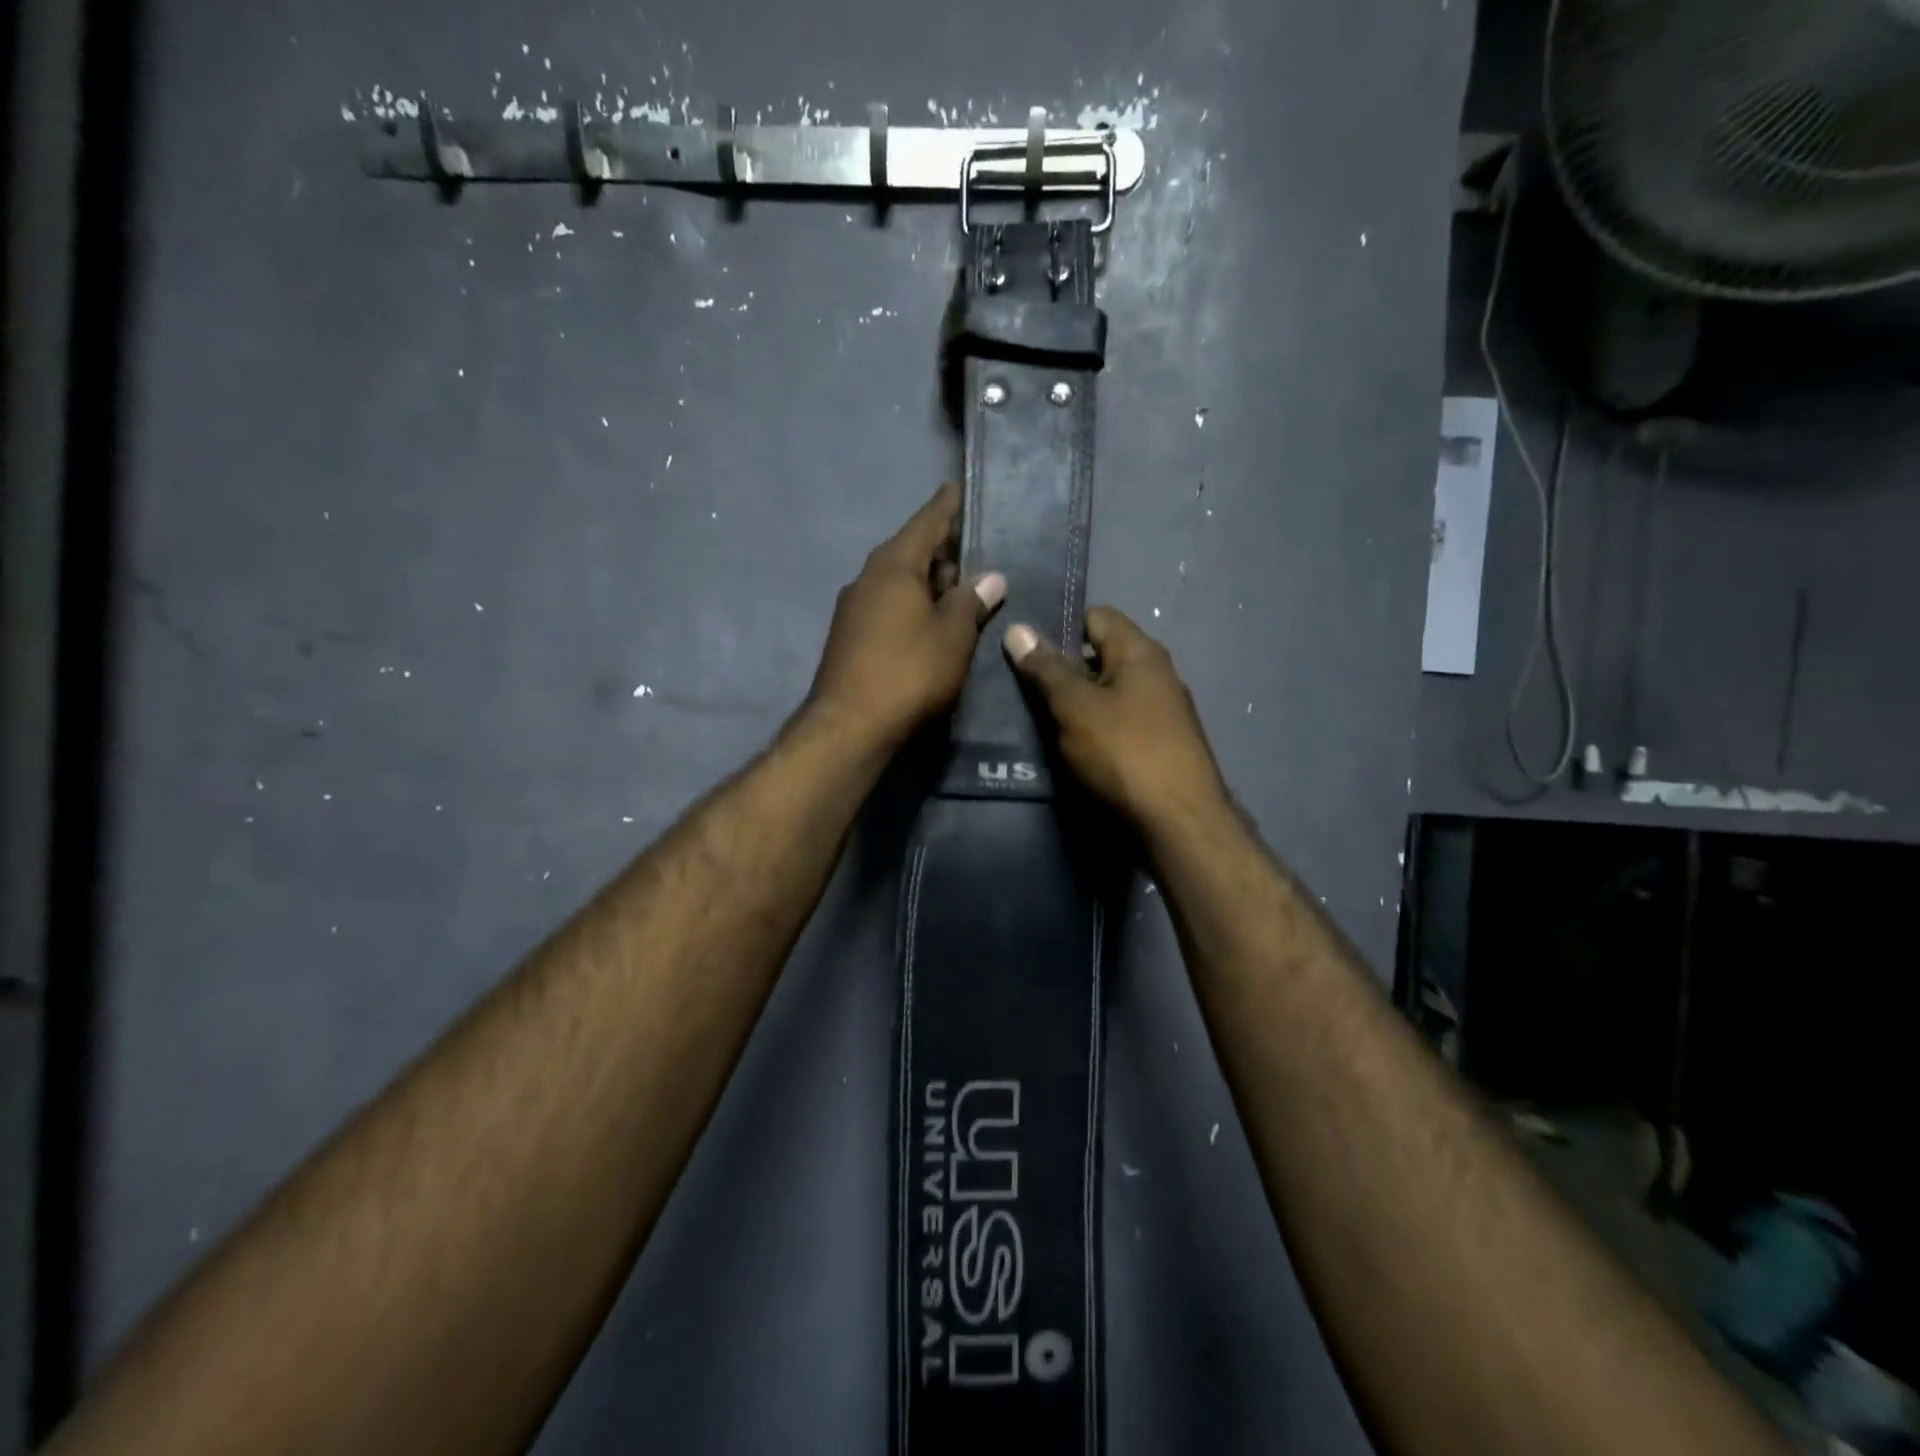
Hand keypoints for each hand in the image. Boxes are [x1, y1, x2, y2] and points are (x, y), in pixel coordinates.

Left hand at [806, 483, 1005, 751]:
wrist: (849, 727)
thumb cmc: (909, 673)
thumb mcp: (952, 636)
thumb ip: (971, 602)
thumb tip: (990, 577)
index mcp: (894, 566)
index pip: (926, 523)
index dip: (946, 507)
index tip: (957, 487)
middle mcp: (868, 578)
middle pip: (910, 552)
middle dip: (941, 549)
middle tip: (974, 547)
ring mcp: (854, 609)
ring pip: (899, 582)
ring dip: (928, 582)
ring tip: (960, 586)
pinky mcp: (850, 638)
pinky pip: (888, 606)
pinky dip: (912, 605)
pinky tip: (931, 621)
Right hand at [1003, 608, 1228, 835]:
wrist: (1179, 824)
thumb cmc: (1124, 753)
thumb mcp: (1075, 707)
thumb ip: (1046, 669)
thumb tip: (1017, 628)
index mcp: (1141, 652)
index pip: (1097, 616)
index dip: (1060, 626)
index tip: (1025, 649)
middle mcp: (1158, 674)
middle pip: (1102, 656)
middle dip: (1064, 669)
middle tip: (1022, 687)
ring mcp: (1164, 712)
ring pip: (1109, 693)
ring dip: (1077, 704)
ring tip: (1039, 720)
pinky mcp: (1162, 746)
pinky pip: (1120, 723)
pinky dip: (1095, 729)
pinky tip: (1072, 749)